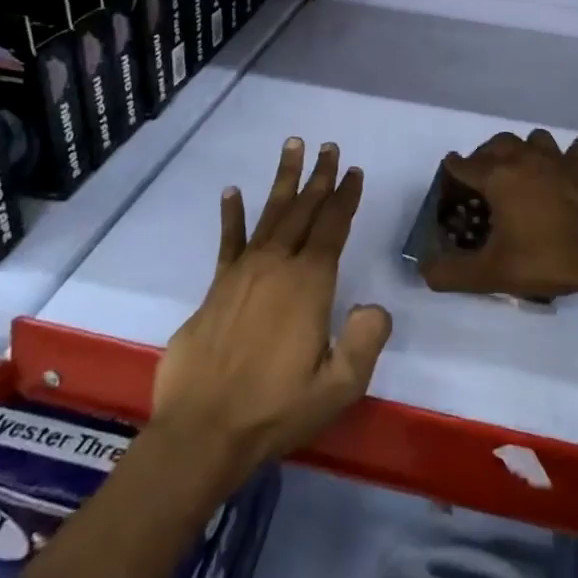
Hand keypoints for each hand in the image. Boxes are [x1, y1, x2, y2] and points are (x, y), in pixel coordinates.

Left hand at [151, 137, 391, 487]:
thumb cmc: (275, 410)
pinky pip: (228, 241)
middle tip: (329, 147)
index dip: (345, 198)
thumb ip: (365, 342)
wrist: (202, 432)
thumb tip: (375, 306)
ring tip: (292, 146)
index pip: (332, 228)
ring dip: (283, 179)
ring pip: (270, 214)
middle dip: (320, 177)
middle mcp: (277, 266)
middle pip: (303, 210)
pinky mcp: (216, 287)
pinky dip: (232, 214)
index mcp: (309, 284)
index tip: (355, 172)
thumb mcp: (338, 386)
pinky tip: (232, 191)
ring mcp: (243, 272)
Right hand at [422, 129, 577, 302]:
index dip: (452, 174)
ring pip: (534, 139)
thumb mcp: (493, 273)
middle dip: (484, 157)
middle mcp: (524, 157)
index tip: (450, 188)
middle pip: (496, 144)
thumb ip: (452, 273)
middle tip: (483, 182)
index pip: (463, 164)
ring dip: (524, 151)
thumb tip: (425, 271)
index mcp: (497, 176)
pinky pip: (574, 149)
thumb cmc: (548, 257)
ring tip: (522, 173)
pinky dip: (568, 156)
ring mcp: (558, 158)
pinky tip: (567, 172)